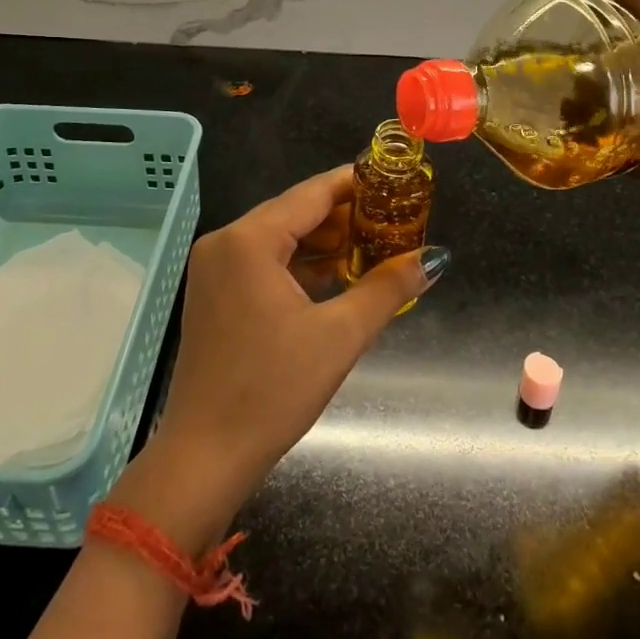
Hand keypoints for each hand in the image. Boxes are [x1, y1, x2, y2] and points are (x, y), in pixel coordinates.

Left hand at [109, 167, 443, 549]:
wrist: (205, 456)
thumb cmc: (272, 390)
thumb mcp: (339, 336)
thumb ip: (387, 288)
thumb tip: (434, 258)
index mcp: (249, 240)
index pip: (312, 193)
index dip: (356, 184)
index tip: (395, 182)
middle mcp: (226, 241)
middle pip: (295, 211)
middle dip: (344, 216)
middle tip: (393, 220)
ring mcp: (214, 267)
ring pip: (280, 237)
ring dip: (323, 242)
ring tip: (373, 246)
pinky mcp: (214, 292)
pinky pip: (264, 261)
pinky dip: (299, 264)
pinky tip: (336, 275)